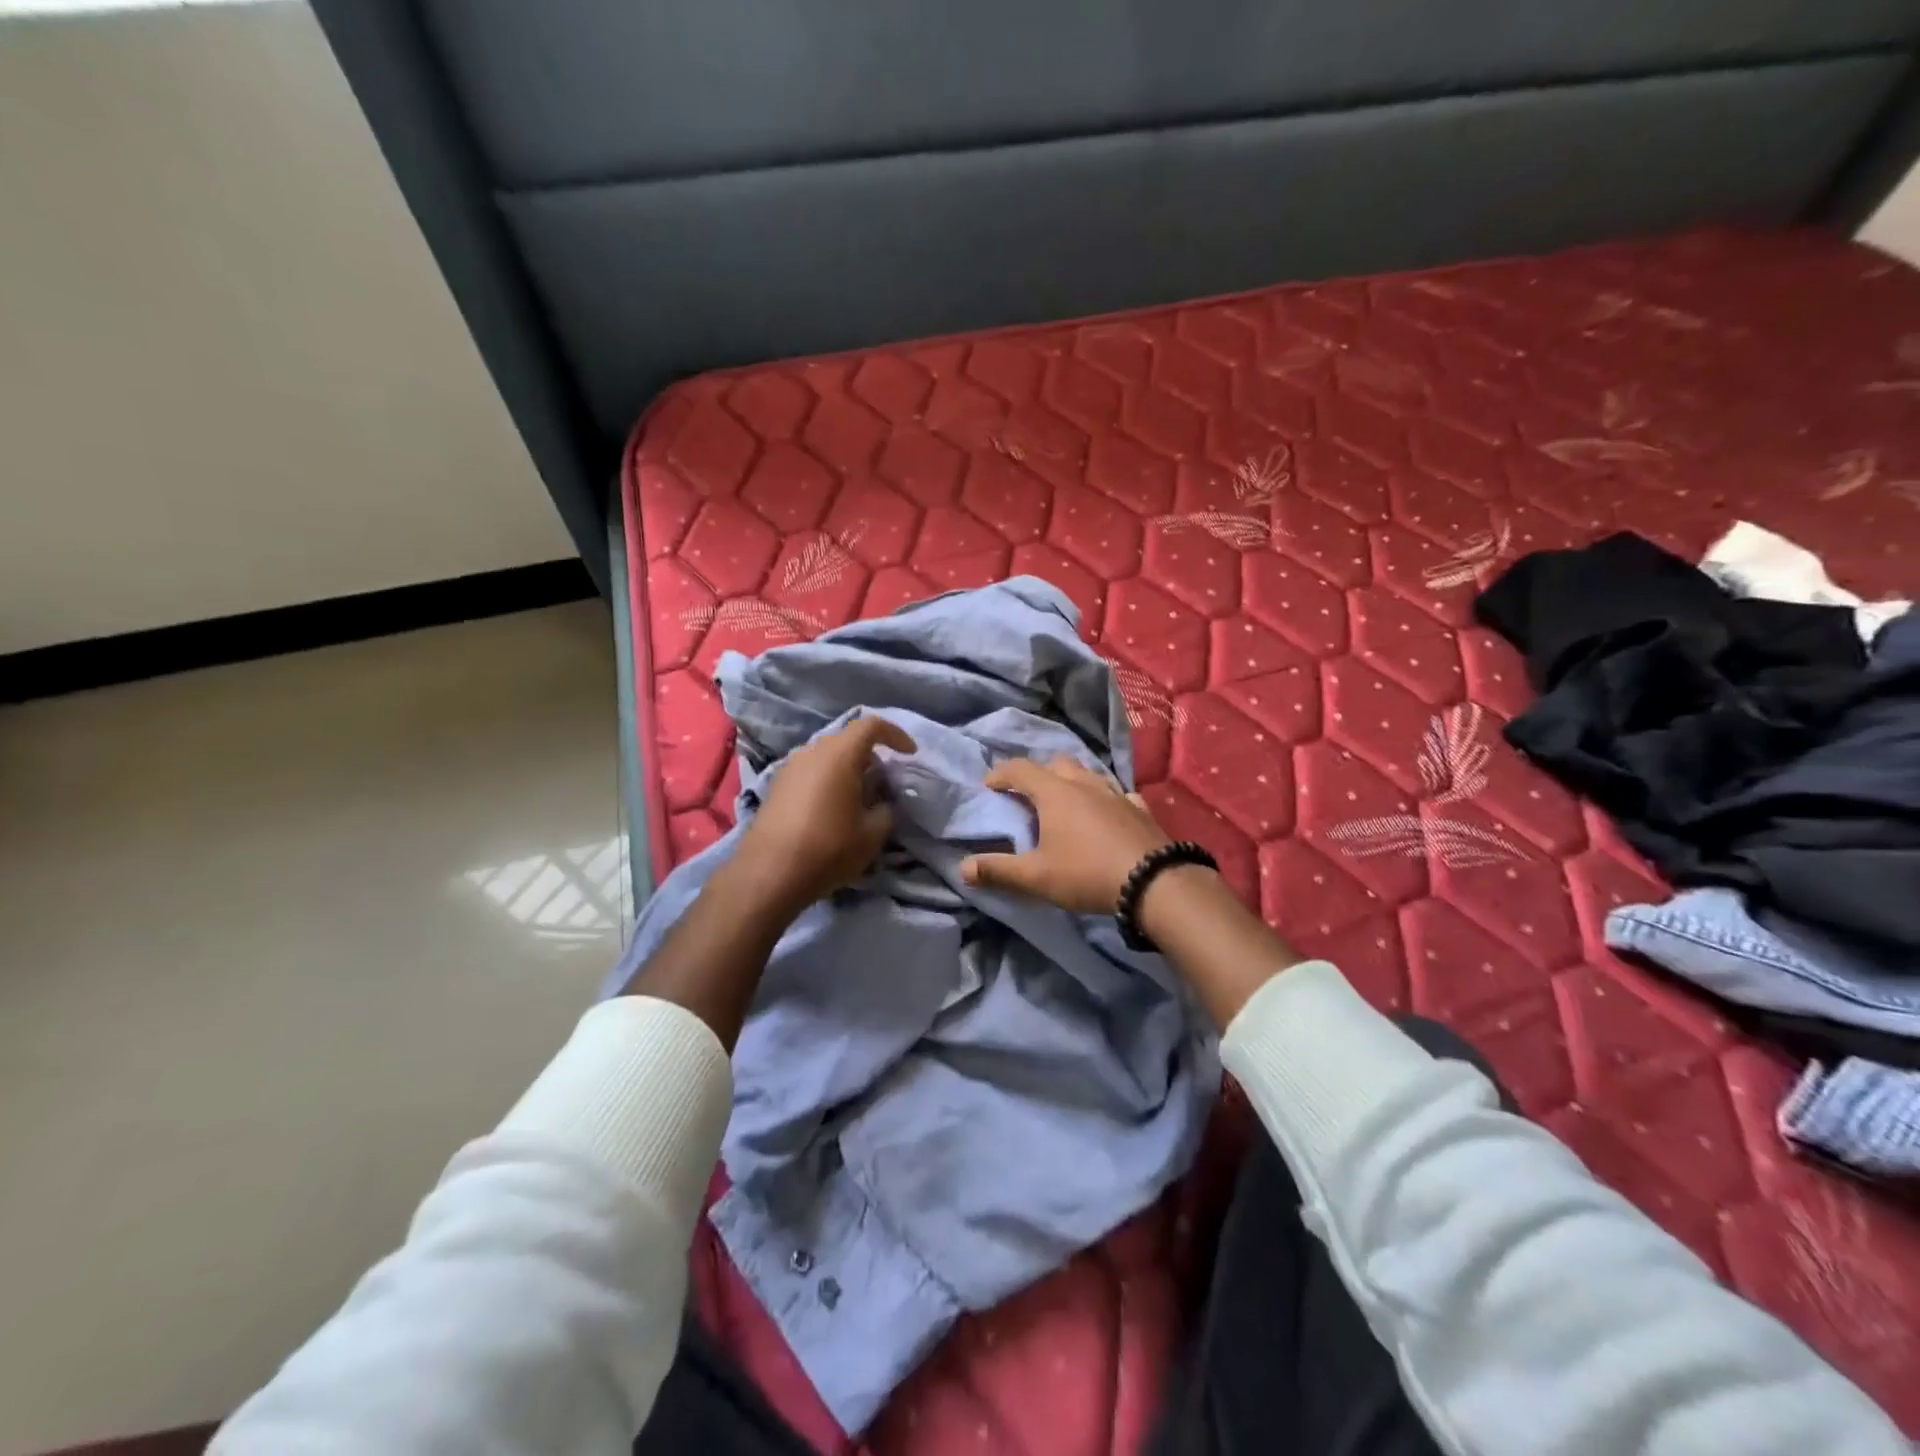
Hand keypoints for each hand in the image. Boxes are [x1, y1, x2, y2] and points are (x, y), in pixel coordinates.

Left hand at [736, 715, 917, 914]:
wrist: (769, 873)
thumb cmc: (828, 848)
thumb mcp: (872, 834)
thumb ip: (885, 809)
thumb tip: (881, 801)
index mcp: (839, 755)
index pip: (871, 725)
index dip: (895, 734)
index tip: (909, 754)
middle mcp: (812, 752)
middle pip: (847, 740)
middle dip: (871, 755)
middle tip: (885, 781)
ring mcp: (790, 767)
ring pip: (827, 756)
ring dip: (848, 769)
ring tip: (860, 797)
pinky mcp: (776, 786)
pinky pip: (811, 772)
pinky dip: (828, 780)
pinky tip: (833, 809)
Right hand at [960, 756, 1169, 911]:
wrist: (1154, 882)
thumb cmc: (1087, 873)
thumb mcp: (1036, 877)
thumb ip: (998, 870)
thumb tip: (963, 868)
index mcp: (1055, 792)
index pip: (1020, 769)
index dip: (1001, 773)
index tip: (989, 785)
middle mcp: (1085, 784)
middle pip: (1057, 763)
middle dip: (1039, 773)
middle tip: (1028, 794)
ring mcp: (1116, 793)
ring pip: (1089, 774)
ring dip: (1072, 781)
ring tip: (1066, 801)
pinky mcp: (1139, 808)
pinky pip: (1117, 793)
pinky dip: (1105, 798)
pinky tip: (1107, 812)